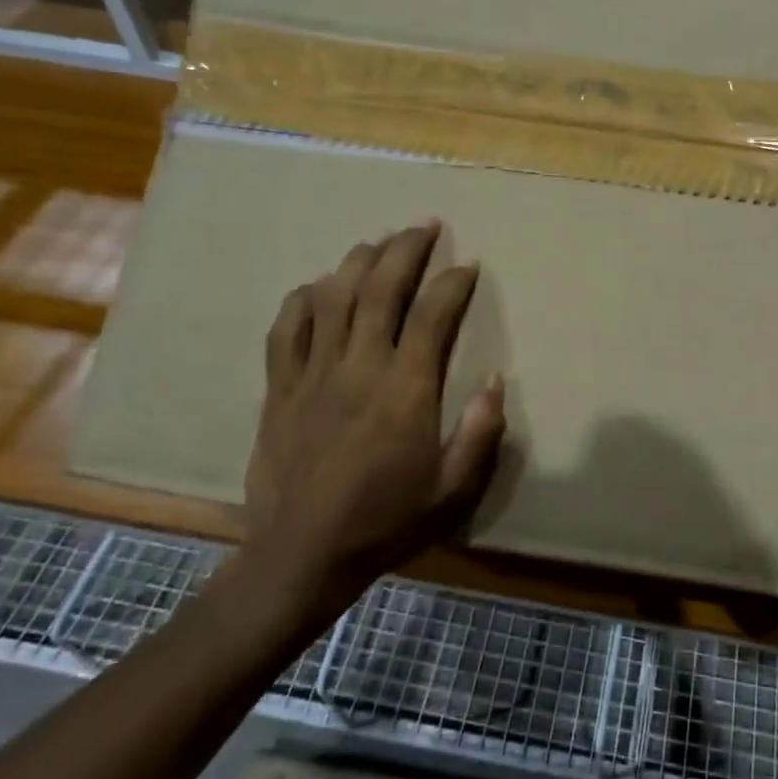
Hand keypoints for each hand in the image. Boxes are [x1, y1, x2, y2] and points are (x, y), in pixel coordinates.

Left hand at [236, 222, 505, 635]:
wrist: (303, 554)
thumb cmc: (385, 521)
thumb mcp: (452, 490)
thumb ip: (480, 433)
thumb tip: (497, 380)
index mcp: (405, 390)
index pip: (433, 315)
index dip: (453, 283)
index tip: (467, 264)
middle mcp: (359, 367)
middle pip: (381, 289)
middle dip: (406, 249)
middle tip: (424, 224)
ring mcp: (313, 373)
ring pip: (333, 297)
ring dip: (358, 261)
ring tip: (378, 241)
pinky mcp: (280, 388)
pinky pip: (286, 329)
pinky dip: (303, 299)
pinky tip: (317, 287)